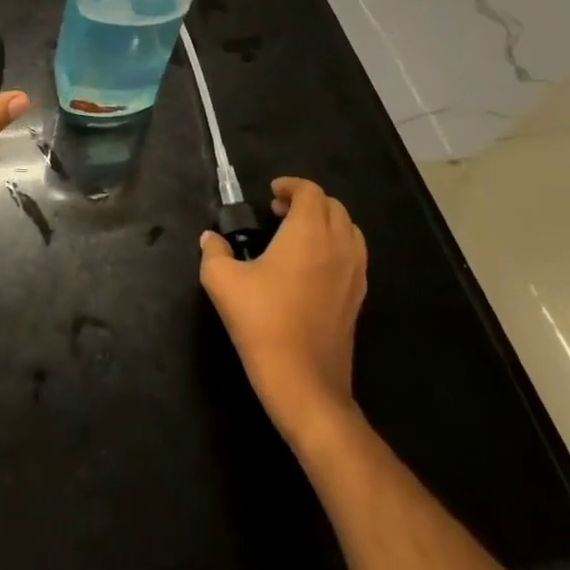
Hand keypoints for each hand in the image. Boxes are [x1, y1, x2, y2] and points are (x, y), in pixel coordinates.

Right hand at [199, 176, 367, 449]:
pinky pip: (354, 257)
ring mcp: (354, 275)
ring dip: (325, 223)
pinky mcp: (358, 300)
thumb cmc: (263, 323)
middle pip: (334, 207)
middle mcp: (338, 247)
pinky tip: (309, 266)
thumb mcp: (222, 281)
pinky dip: (335, 247)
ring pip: (349, 231)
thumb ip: (214, 252)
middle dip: (307, 201)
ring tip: (295, 236)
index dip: (291, 185)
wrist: (305, 384)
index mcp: (309, 234)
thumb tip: (211, 239)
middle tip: (278, 212)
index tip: (270, 193)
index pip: (311, 192)